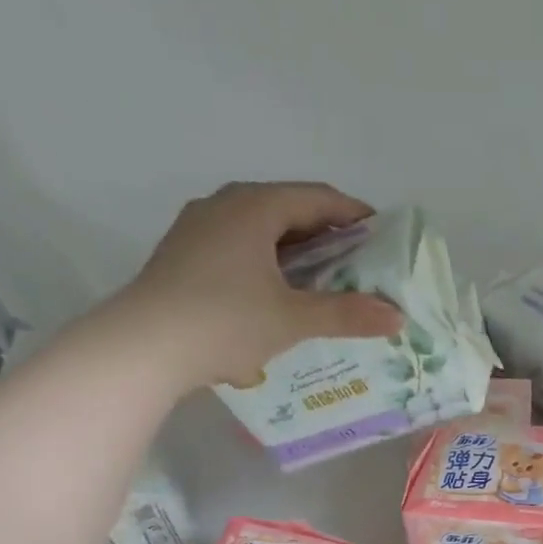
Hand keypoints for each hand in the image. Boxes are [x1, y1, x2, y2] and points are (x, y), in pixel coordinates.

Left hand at [100, 182, 405, 391]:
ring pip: (261, 230)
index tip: (383, 235)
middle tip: (359, 264)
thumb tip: (397, 317)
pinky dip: (269, 264)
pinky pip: (240, 248)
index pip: (317, 197)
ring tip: (325, 282)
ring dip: (297, 252)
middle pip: (288, 210)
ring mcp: (199, 229)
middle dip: (327, 235)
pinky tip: (279, 295)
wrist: (145, 345)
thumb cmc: (225, 321)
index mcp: (254, 206)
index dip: (354, 214)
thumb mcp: (294, 319)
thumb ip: (347, 315)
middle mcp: (224, 205)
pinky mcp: (185, 256)